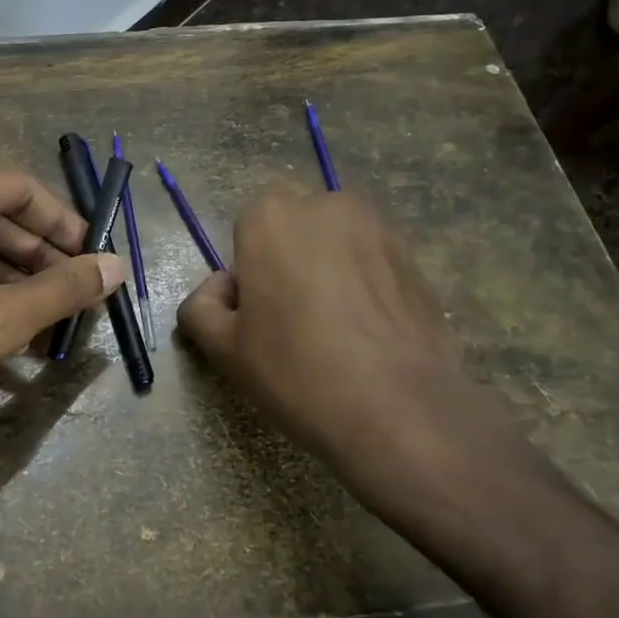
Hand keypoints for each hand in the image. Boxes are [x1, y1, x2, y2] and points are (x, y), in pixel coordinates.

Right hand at [176, 188, 507, 491]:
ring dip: (330, 270)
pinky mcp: (417, 261)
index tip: (254, 313)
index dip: (248, 268)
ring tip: (334, 331)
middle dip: (290, 258)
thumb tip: (219, 292)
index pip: (248, 225)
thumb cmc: (296, 370)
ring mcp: (381, 230)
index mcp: (272, 217)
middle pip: (296, 226)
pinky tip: (368, 337)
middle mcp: (328, 207)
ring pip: (339, 243)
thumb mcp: (223, 349)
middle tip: (291, 319)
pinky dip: (366, 288)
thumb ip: (201, 308)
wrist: (398, 410)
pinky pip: (375, 266)